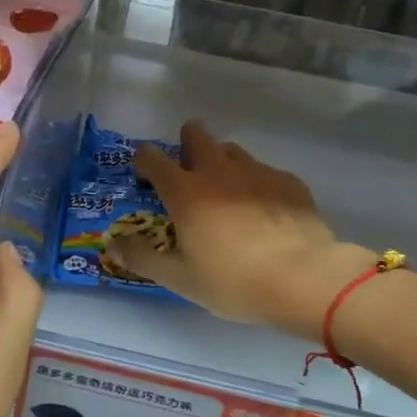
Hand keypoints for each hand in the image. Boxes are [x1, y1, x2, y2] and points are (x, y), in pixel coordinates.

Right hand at [104, 120, 375, 341]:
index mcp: (186, 192)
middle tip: (187, 172)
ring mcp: (257, 172)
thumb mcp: (180, 279)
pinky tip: (263, 209)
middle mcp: (218, 171)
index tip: (144, 175)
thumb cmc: (234, 282)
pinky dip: (255, 182)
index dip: (144, 161)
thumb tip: (113, 245)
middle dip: (186, 144)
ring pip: (231, 150)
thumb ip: (142, 258)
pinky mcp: (288, 181)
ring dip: (221, 162)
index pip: (154, 158)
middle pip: (196, 135)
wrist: (304, 279)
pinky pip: (264, 171)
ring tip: (225, 191)